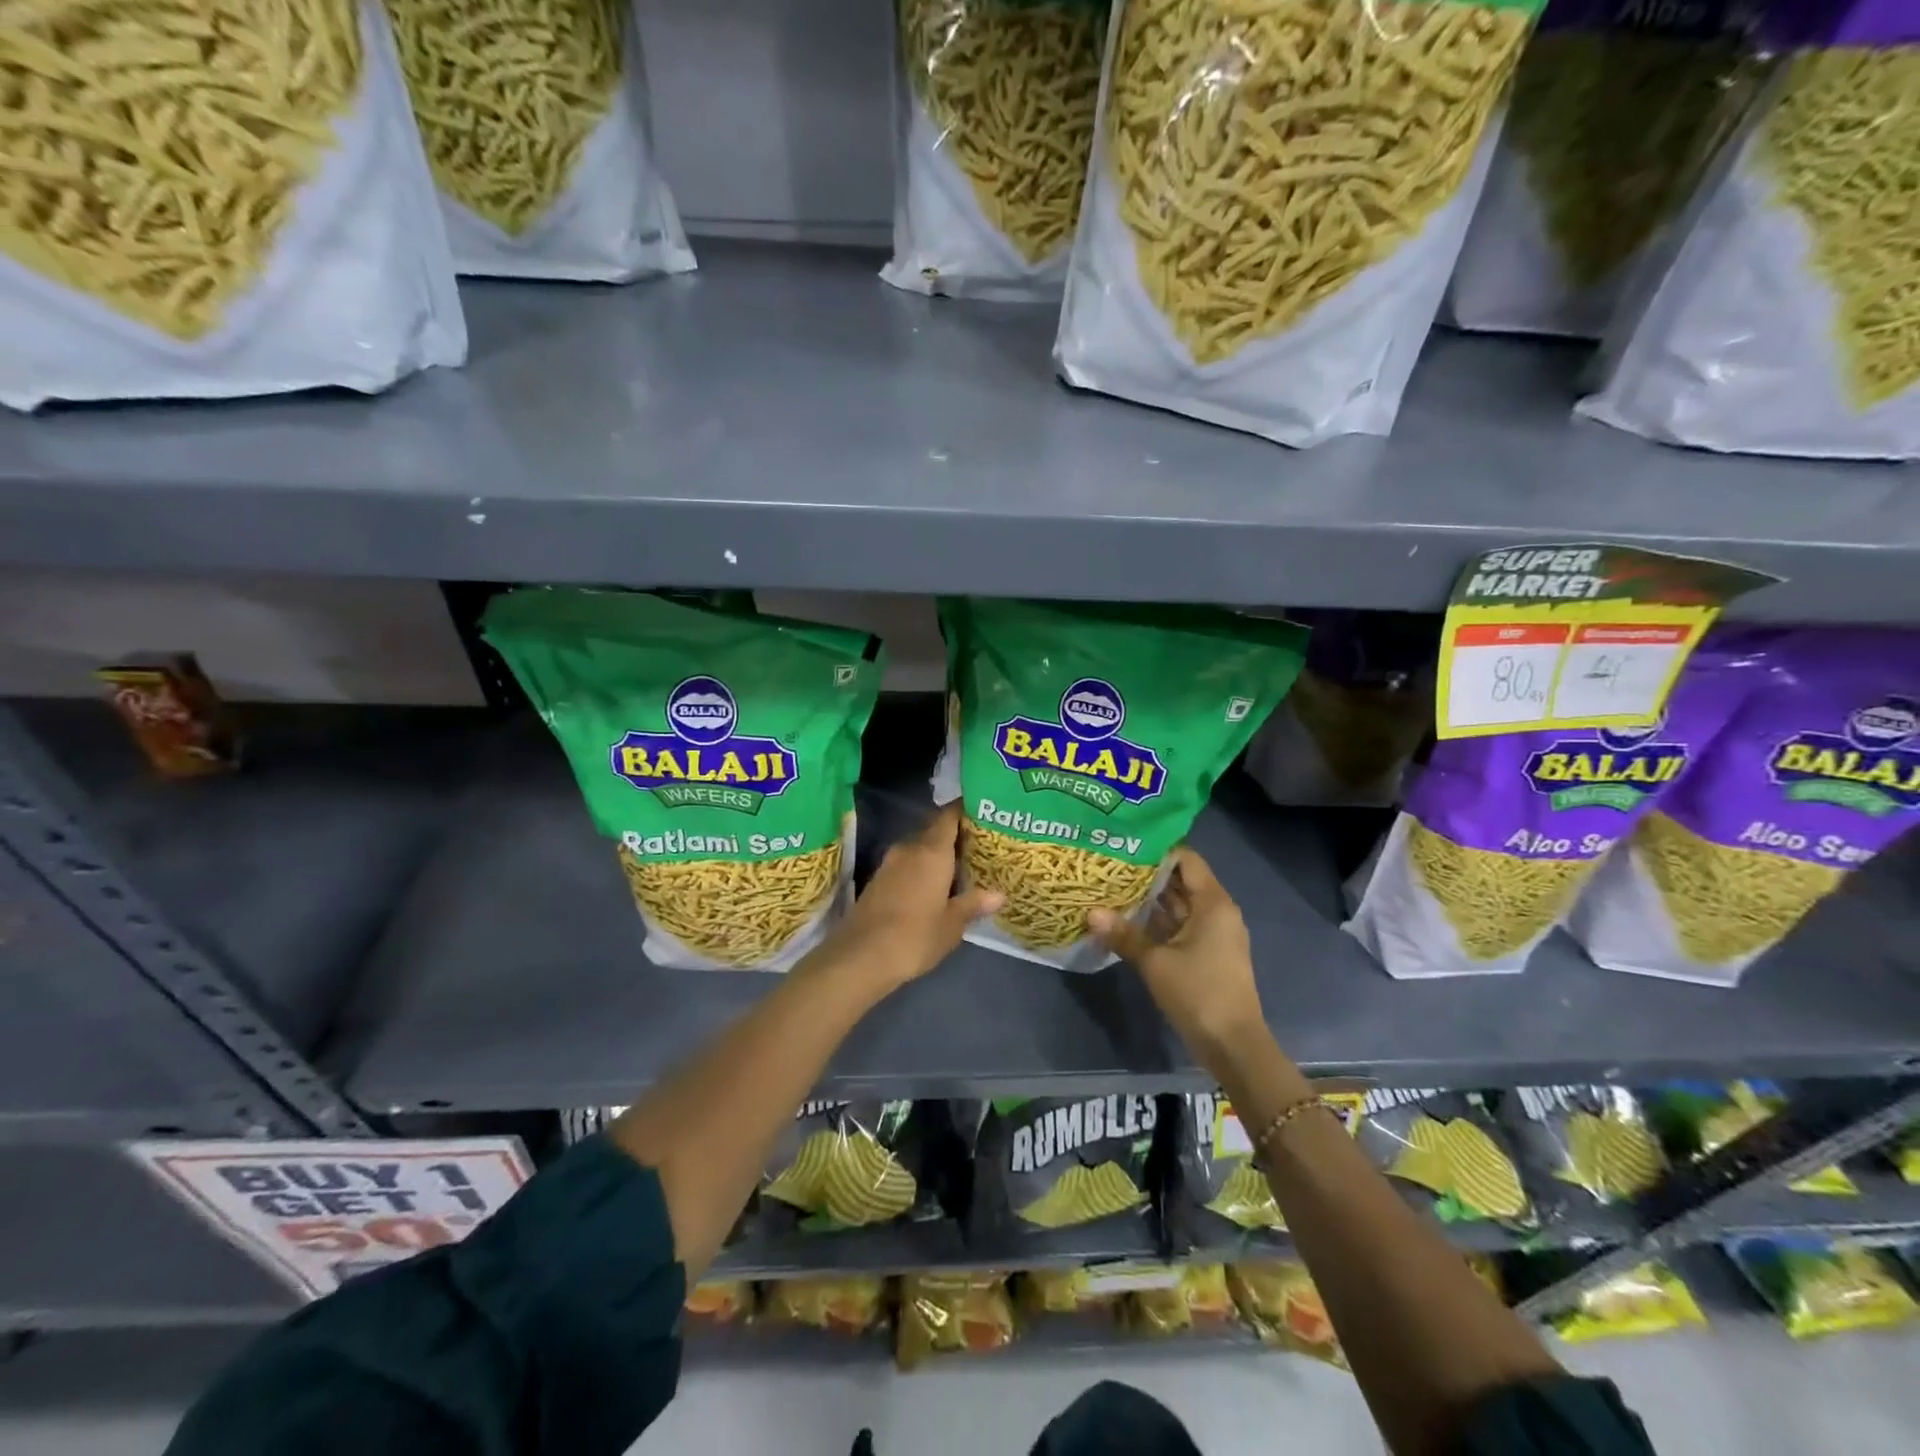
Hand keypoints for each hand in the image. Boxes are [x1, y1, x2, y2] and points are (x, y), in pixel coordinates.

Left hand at [817, 803, 1002, 991]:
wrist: (860, 956)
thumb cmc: (915, 936)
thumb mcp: (952, 924)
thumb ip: (973, 904)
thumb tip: (999, 894)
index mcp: (932, 852)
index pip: (949, 816)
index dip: (964, 810)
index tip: (982, 812)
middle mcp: (910, 849)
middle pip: (935, 832)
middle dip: (955, 837)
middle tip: (980, 847)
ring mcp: (890, 864)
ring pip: (919, 849)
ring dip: (937, 856)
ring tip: (962, 868)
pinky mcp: (878, 880)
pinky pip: (907, 865)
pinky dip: (922, 869)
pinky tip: (935, 887)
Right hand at [1089, 847, 1264, 1069]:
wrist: (1233, 1045)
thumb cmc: (1198, 993)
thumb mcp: (1155, 962)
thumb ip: (1124, 934)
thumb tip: (1091, 912)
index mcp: (1213, 903)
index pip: (1186, 860)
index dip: (1157, 850)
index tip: (1125, 844)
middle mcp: (1217, 912)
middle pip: (1182, 882)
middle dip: (1148, 875)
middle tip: (1111, 865)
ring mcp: (1214, 934)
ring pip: (1179, 906)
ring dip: (1150, 900)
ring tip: (1112, 887)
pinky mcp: (1207, 954)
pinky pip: (1180, 927)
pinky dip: (1157, 922)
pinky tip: (1127, 920)